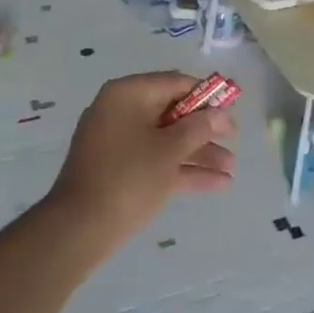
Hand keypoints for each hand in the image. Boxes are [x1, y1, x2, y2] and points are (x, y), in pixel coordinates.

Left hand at [45, 72, 236, 249]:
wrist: (79, 229)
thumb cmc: (128, 177)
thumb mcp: (170, 150)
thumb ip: (199, 127)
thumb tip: (219, 115)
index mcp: (128, 94)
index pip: (175, 83)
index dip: (206, 95)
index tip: (232, 108)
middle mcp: (121, 111)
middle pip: (172, 112)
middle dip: (205, 129)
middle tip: (234, 140)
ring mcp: (118, 142)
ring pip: (166, 140)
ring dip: (199, 152)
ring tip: (231, 169)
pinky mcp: (119, 169)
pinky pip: (156, 160)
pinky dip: (182, 169)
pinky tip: (217, 184)